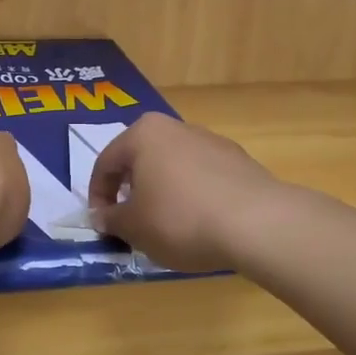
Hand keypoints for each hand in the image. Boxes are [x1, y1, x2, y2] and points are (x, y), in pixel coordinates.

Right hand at [87, 113, 280, 271]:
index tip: (101, 224)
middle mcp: (177, 127)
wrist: (257, 224)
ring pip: (172, 167)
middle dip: (130, 191)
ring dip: (162, 192)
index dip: (97, 196)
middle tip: (130, 221)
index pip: (106, 164)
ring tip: (165, 225)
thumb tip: (101, 217)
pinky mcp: (240, 161)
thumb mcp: (133, 227)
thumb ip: (111, 219)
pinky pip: (201, 177)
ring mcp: (212, 141)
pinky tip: (198, 223)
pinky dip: (191, 196)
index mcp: (143, 134)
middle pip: (141, 160)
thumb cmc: (180, 219)